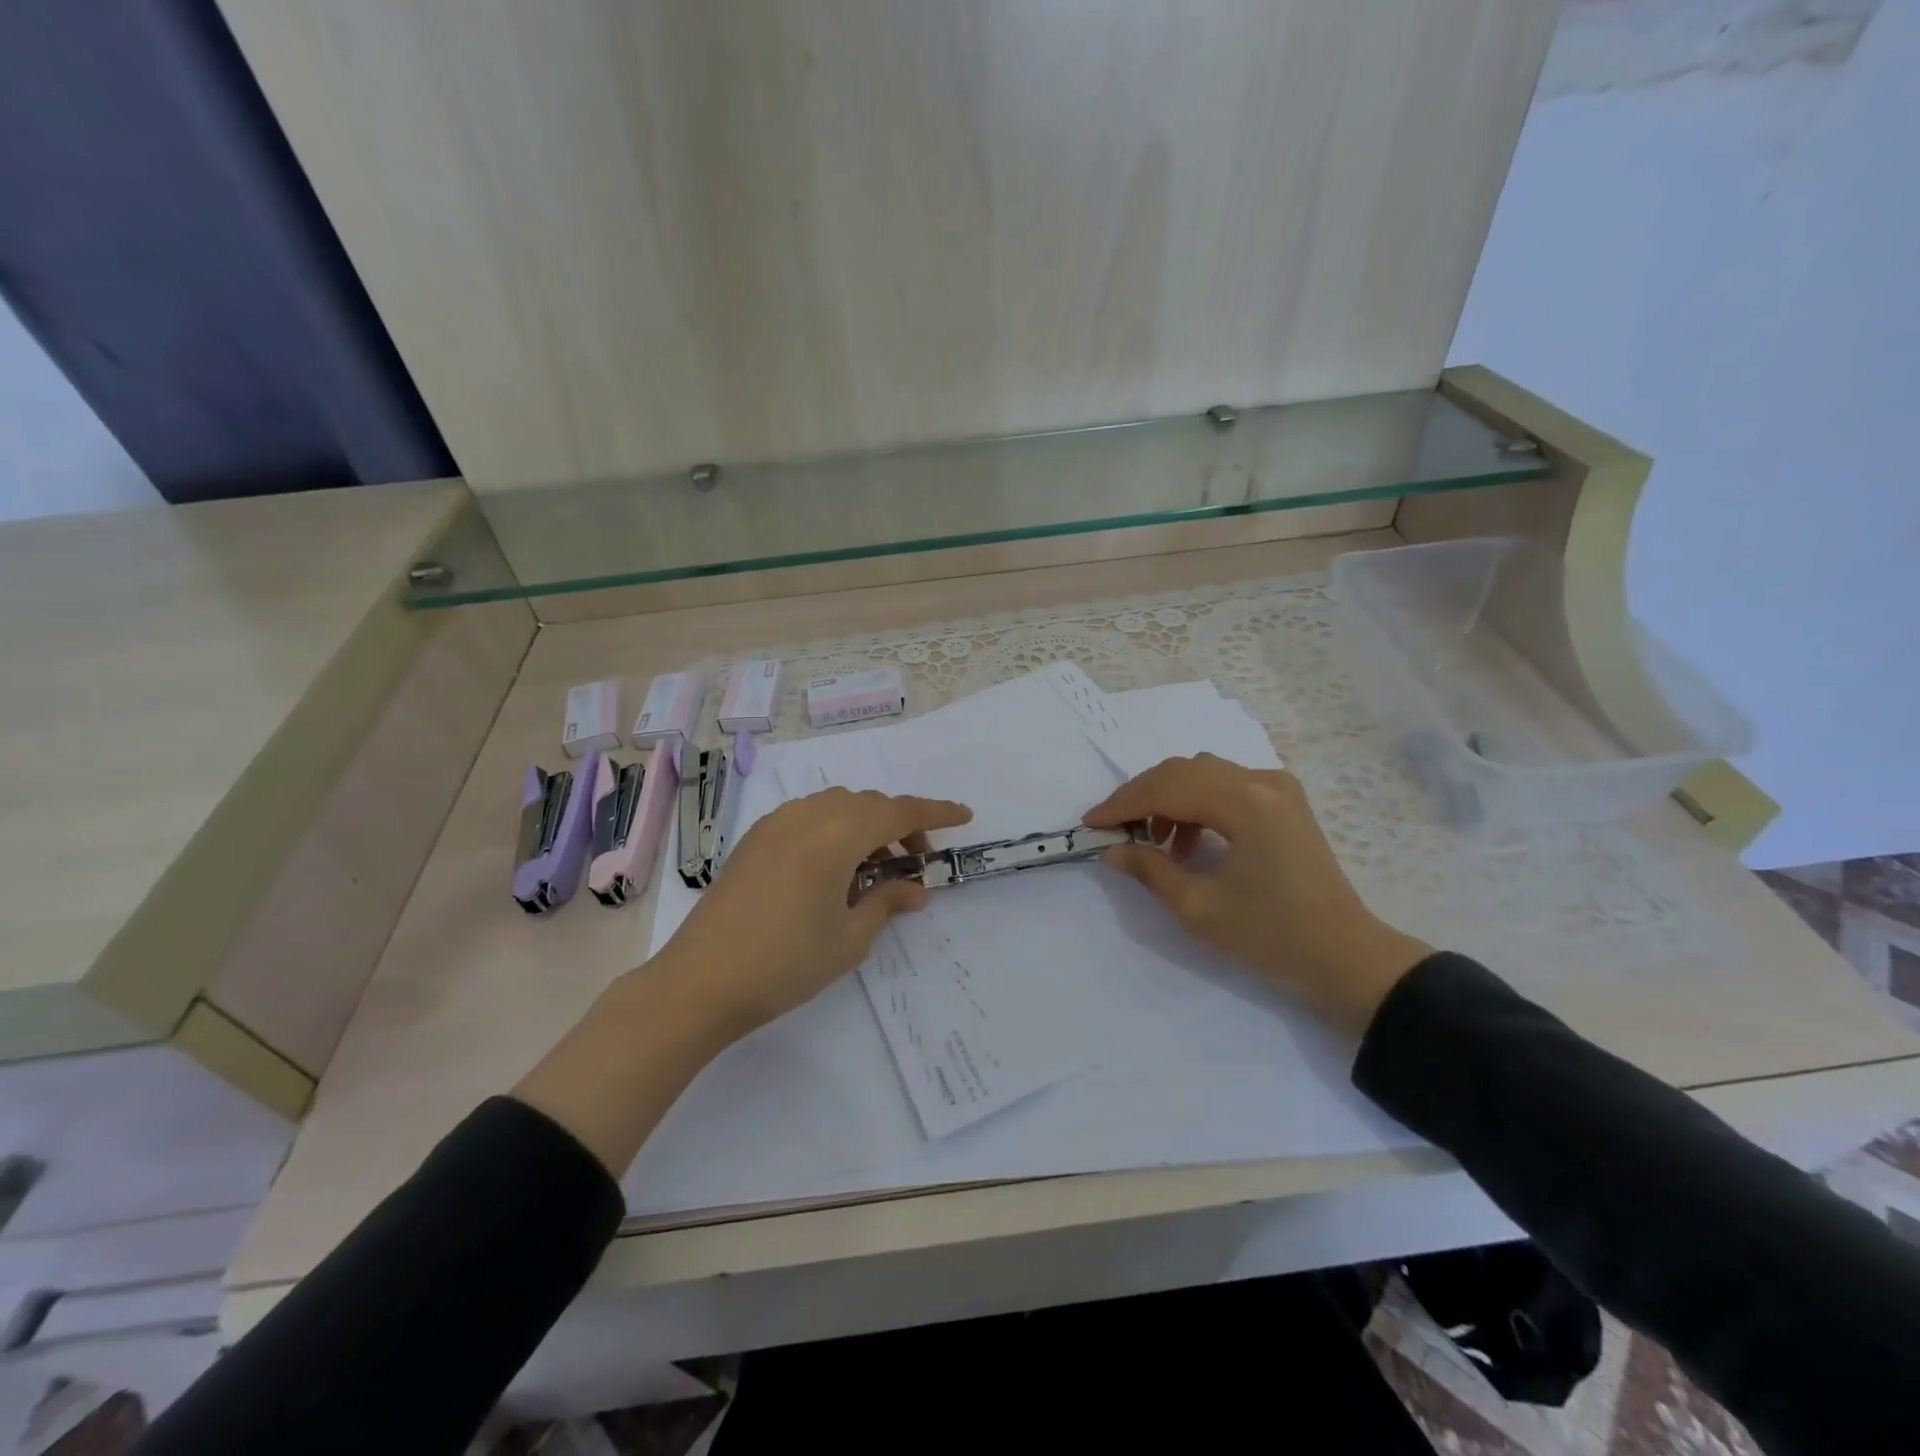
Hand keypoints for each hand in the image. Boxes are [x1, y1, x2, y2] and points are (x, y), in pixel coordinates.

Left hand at [655, 787, 972, 1040]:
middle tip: (915, 866)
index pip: (900, 812)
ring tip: (875, 869)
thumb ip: (887, 903)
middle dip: (901, 826)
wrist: (699, 982)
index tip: (964, 817)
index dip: (936, 813)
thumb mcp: (849, 939)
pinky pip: (809, 817)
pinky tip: (834, 868)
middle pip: (869, 804)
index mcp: (837, 835)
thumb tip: (916, 889)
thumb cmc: (784, 963)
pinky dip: (835, 829)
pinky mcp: (755, 839)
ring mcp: (776, 824)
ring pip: (838, 806)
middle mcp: (807, 816)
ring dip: (867, 826)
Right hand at [1084, 754, 1430, 1035]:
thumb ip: (1150, 870)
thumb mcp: (1199, 908)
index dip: (1123, 804)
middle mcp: (1263, 781)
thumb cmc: (1272, 937)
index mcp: (1246, 804)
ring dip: (1168, 798)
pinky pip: (1225, 785)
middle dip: (1141, 796)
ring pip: (1203, 773)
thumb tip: (1111, 850)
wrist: (1346, 957)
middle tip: (1114, 830)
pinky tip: (1188, 841)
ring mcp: (1278, 788)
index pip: (1168, 788)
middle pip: (1183, 770)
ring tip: (1154, 841)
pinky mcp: (1283, 801)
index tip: (1090, 824)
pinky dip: (1196, 803)